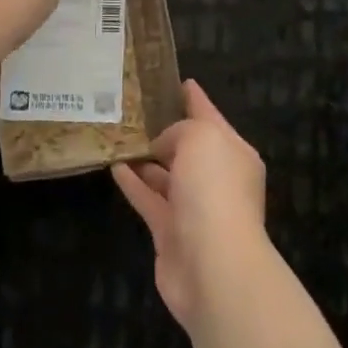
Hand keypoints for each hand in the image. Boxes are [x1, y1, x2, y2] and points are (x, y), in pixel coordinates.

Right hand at [111, 80, 267, 333]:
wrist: (213, 265)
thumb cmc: (213, 191)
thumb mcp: (201, 139)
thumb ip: (181, 130)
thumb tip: (163, 147)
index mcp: (234, 153)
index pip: (211, 117)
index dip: (195, 99)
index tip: (177, 82)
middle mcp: (218, 179)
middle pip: (189, 148)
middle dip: (165, 131)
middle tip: (133, 110)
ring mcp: (194, 208)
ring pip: (166, 175)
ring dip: (144, 158)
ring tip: (117, 136)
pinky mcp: (170, 232)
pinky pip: (149, 199)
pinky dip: (133, 184)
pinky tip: (113, 166)